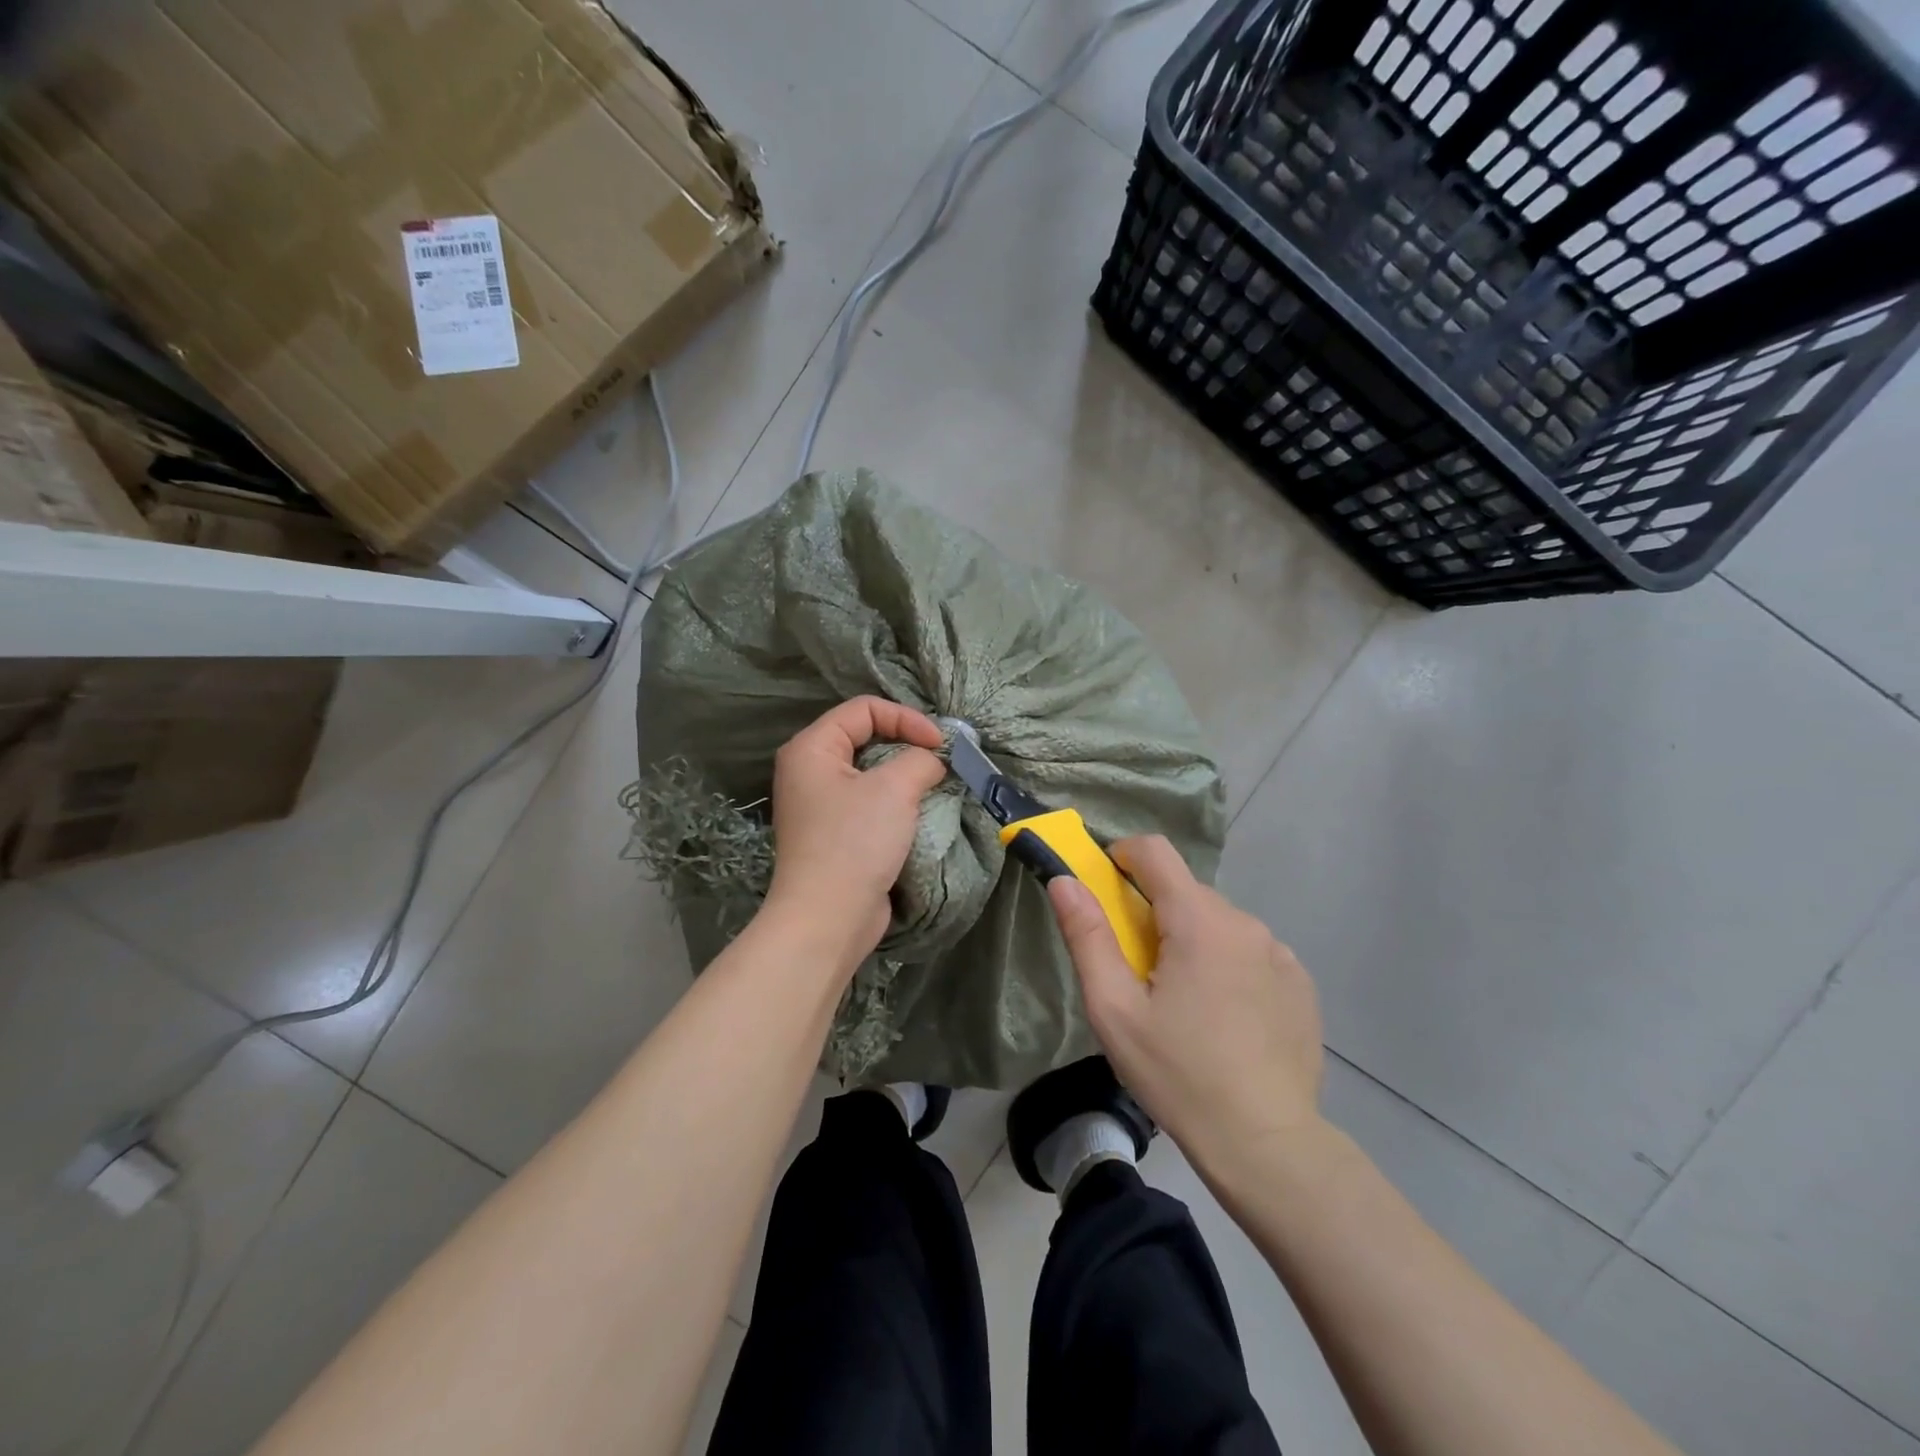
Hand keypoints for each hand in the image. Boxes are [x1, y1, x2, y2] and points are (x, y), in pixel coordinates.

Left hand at [762, 697, 947, 975]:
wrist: (828, 918)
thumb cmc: (855, 842)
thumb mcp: (895, 789)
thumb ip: (920, 759)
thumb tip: (934, 759)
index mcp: (811, 748)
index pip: (864, 709)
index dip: (906, 718)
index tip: (940, 744)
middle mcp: (809, 770)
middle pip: (866, 736)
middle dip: (907, 744)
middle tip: (941, 760)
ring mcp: (820, 804)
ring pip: (870, 772)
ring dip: (905, 775)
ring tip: (934, 785)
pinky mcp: (834, 833)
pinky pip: (868, 801)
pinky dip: (895, 801)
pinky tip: (919, 812)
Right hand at [1048, 836, 1324, 1174]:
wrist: (1266, 1144)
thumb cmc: (1178, 1074)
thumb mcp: (1114, 1009)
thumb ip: (1087, 937)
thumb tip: (1064, 880)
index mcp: (1198, 921)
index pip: (1155, 852)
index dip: (1123, 857)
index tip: (1106, 889)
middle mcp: (1244, 923)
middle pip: (1185, 892)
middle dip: (1154, 913)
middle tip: (1138, 970)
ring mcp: (1279, 952)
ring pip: (1218, 923)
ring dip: (1192, 941)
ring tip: (1183, 1003)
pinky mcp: (1300, 983)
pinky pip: (1251, 952)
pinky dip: (1228, 965)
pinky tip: (1224, 1018)